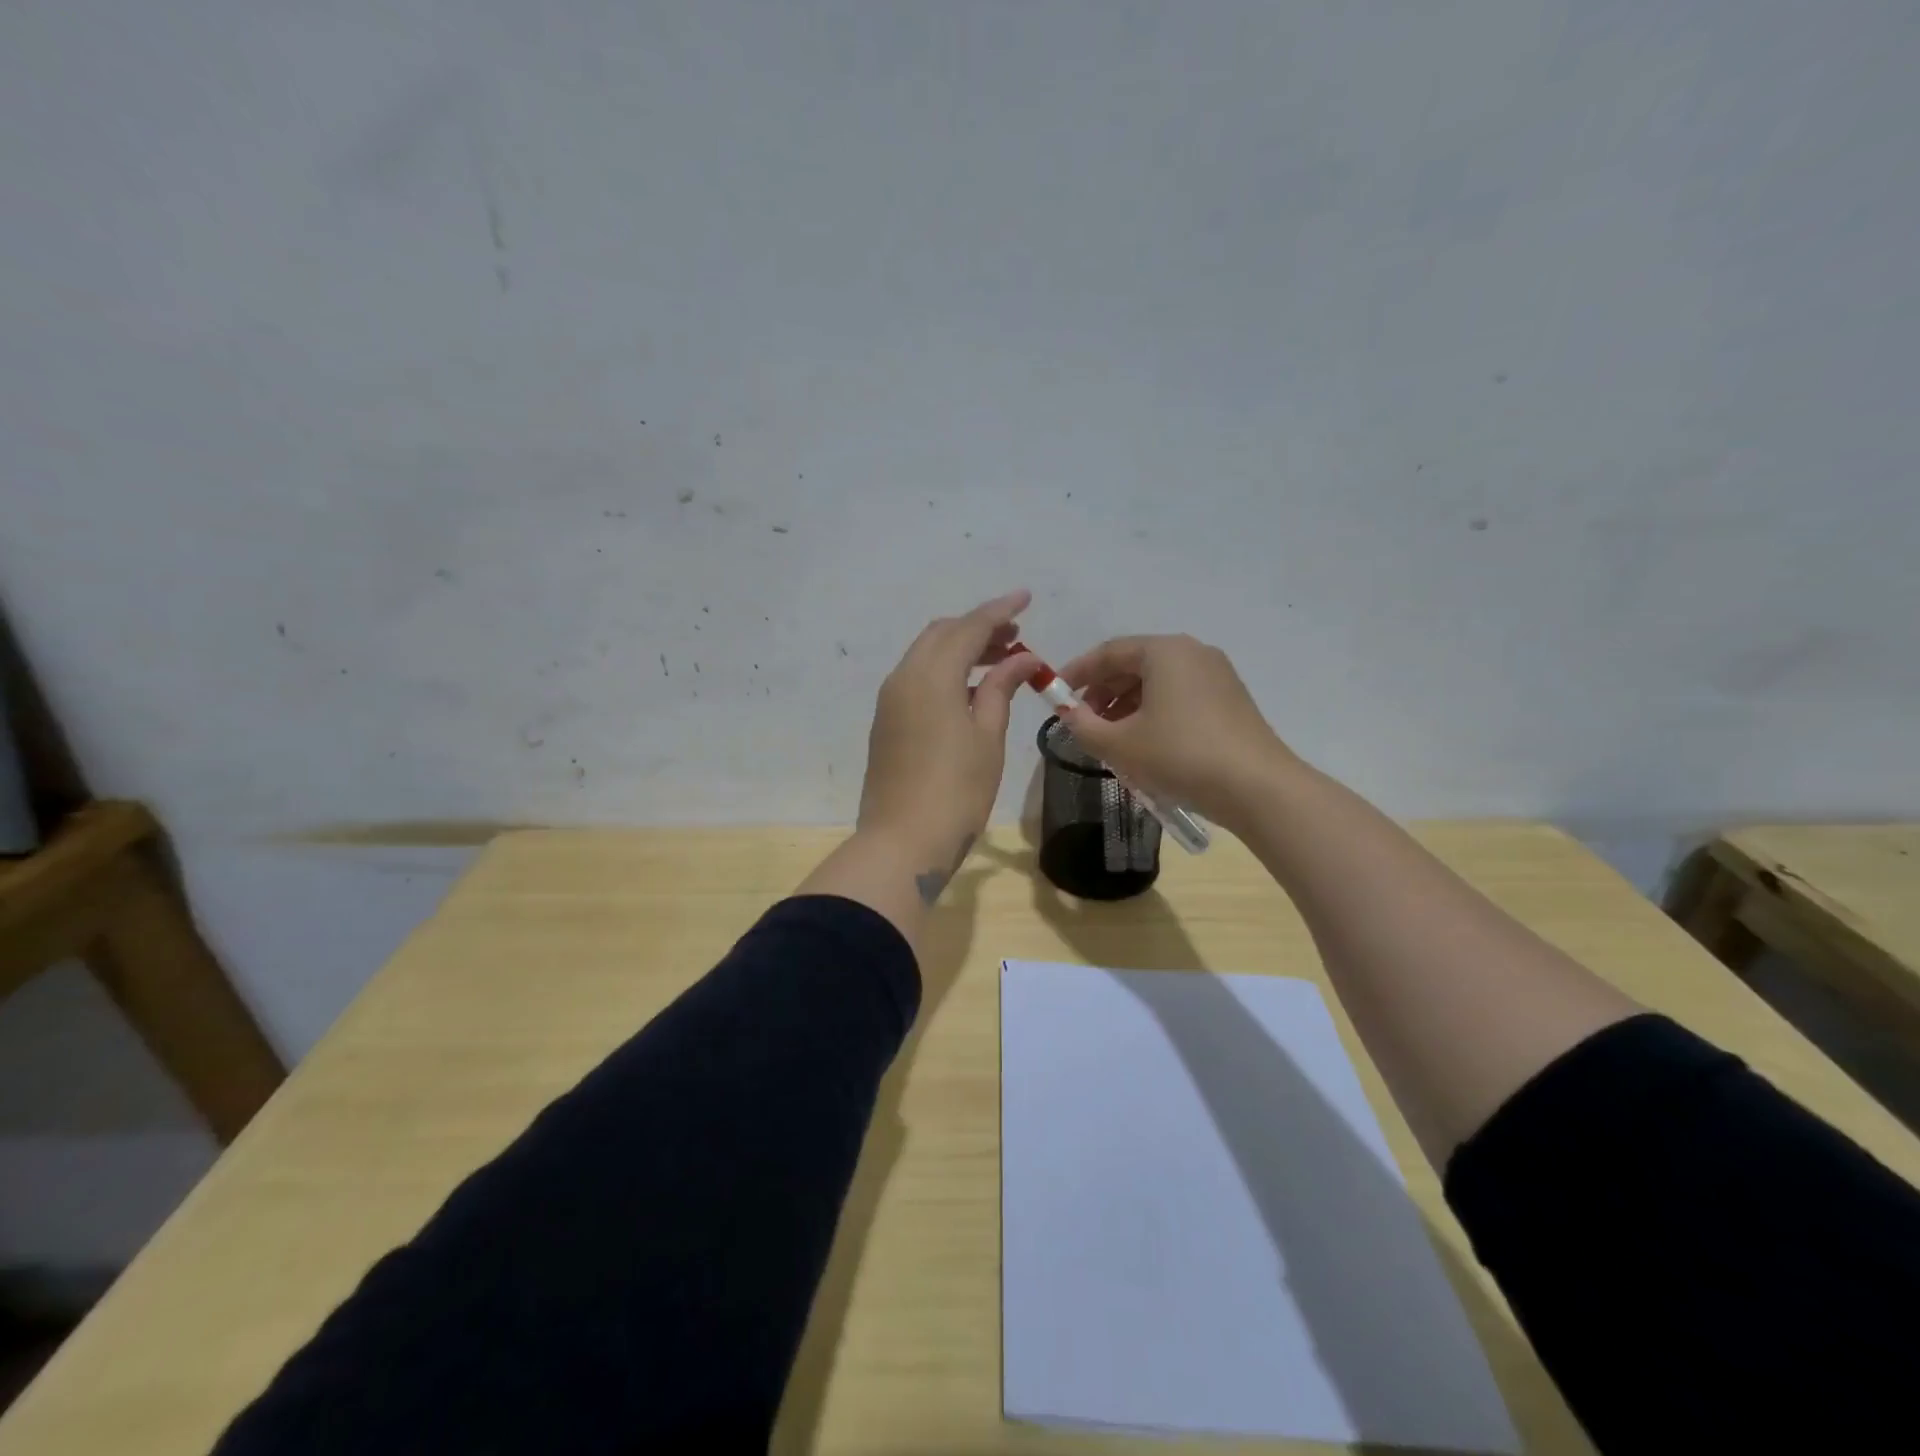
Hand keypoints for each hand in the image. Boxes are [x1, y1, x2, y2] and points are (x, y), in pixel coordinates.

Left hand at [858, 590, 1037, 899]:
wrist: (902, 842)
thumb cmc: (956, 791)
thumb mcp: (987, 738)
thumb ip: (1000, 689)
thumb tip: (1021, 658)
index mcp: (931, 676)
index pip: (969, 628)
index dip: (999, 610)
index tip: (1026, 597)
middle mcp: (904, 678)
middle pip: (941, 634)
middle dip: (978, 627)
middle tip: (1016, 636)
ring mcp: (890, 701)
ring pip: (926, 655)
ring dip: (960, 649)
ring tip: (1000, 660)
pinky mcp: (886, 722)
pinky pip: (917, 679)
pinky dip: (945, 671)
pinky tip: (971, 690)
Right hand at [1055, 634, 1296, 831]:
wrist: (1257, 787)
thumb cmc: (1180, 755)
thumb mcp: (1120, 745)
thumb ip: (1083, 726)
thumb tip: (1066, 713)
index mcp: (1164, 651)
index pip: (1108, 652)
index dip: (1077, 673)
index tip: (1055, 695)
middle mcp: (1192, 652)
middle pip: (1134, 664)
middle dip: (1103, 692)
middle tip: (1083, 721)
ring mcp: (1217, 674)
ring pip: (1158, 682)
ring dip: (1127, 705)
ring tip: (1111, 738)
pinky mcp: (1230, 699)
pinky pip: (1180, 695)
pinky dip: (1154, 711)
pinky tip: (1146, 743)